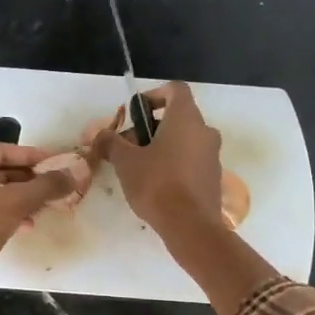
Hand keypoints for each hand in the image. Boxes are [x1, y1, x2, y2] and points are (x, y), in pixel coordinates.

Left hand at [0, 143, 76, 300]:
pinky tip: (28, 225)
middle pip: (0, 172)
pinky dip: (11, 215)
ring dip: (22, 198)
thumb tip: (76, 171)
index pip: (3, 150)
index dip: (31, 155)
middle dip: (29, 178)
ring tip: (47, 206)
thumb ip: (46, 185)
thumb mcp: (15, 202)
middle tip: (56, 185)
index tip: (57, 162)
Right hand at [95, 82, 223, 236]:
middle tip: (129, 146)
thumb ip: (111, 142)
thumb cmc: (156, 184)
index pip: (175, 89)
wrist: (190, 225)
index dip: (153, 95)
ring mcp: (213, 155)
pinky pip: (192, 160)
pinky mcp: (213, 177)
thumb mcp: (125, 161)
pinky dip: (175, 163)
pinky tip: (156, 185)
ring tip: (139, 168)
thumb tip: (100, 135)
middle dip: (151, 127)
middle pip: (178, 117)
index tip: (136, 113)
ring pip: (185, 140)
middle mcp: (205, 131)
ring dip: (162, 146)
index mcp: (186, 118)